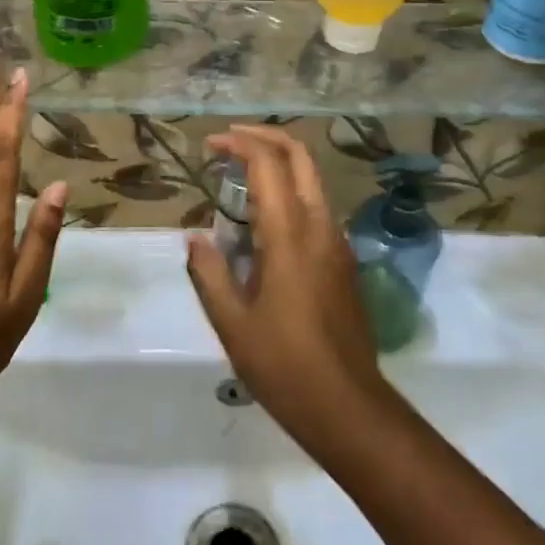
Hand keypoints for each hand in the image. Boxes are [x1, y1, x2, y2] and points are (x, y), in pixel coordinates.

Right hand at [186, 125, 387, 445]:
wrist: (349, 407)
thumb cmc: (284, 366)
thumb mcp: (232, 323)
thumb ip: (209, 272)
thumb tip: (195, 238)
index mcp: (290, 234)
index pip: (268, 163)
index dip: (239, 143)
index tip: (212, 144)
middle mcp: (320, 226)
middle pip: (301, 156)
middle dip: (265, 137)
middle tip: (231, 140)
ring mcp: (338, 242)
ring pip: (312, 179)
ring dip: (279, 163)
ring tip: (240, 177)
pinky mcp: (344, 260)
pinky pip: (316, 207)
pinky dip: (290, 192)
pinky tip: (264, 222)